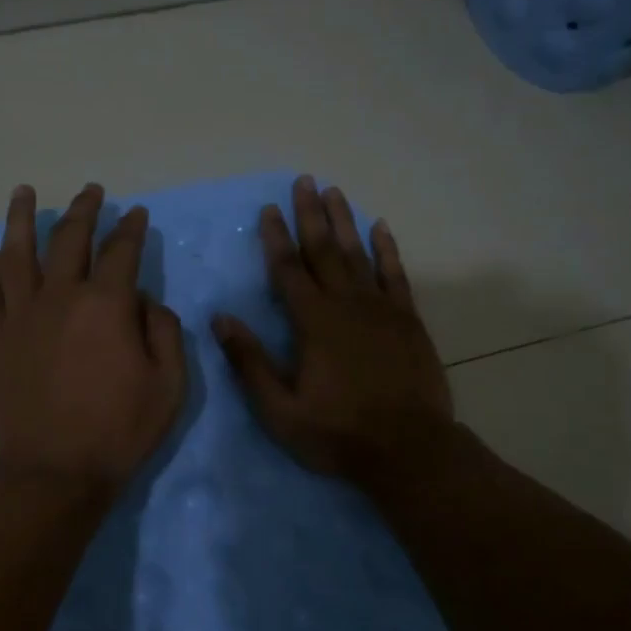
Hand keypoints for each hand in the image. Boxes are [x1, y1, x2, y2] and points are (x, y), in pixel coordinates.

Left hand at [0, 182, 187, 500]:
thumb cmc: (118, 432)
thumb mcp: (169, 385)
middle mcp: (58, 297)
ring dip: (21, 219)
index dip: (131, 228)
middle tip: (90, 191)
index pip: (121, 251)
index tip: (136, 214)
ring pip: (16, 253)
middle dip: (83, 210)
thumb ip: (164, 330)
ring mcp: (18, 316)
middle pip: (68, 239)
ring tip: (23, 192)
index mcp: (106, 304)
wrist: (51, 474)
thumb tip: (143, 300)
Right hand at [213, 176, 452, 484]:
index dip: (275, 238)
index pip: (288, 270)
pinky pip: (396, 275)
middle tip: (304, 181)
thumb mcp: (280, 410)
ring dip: (344, 222)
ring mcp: (382, 309)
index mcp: (313, 323)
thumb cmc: (338, 433)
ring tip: (334, 192)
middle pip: (324, 250)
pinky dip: (387, 249)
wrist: (408, 450)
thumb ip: (250, 362)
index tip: (268, 209)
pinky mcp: (408, 321)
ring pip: (359, 254)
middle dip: (310, 215)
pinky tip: (381, 228)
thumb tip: (221, 319)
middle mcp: (346, 305)